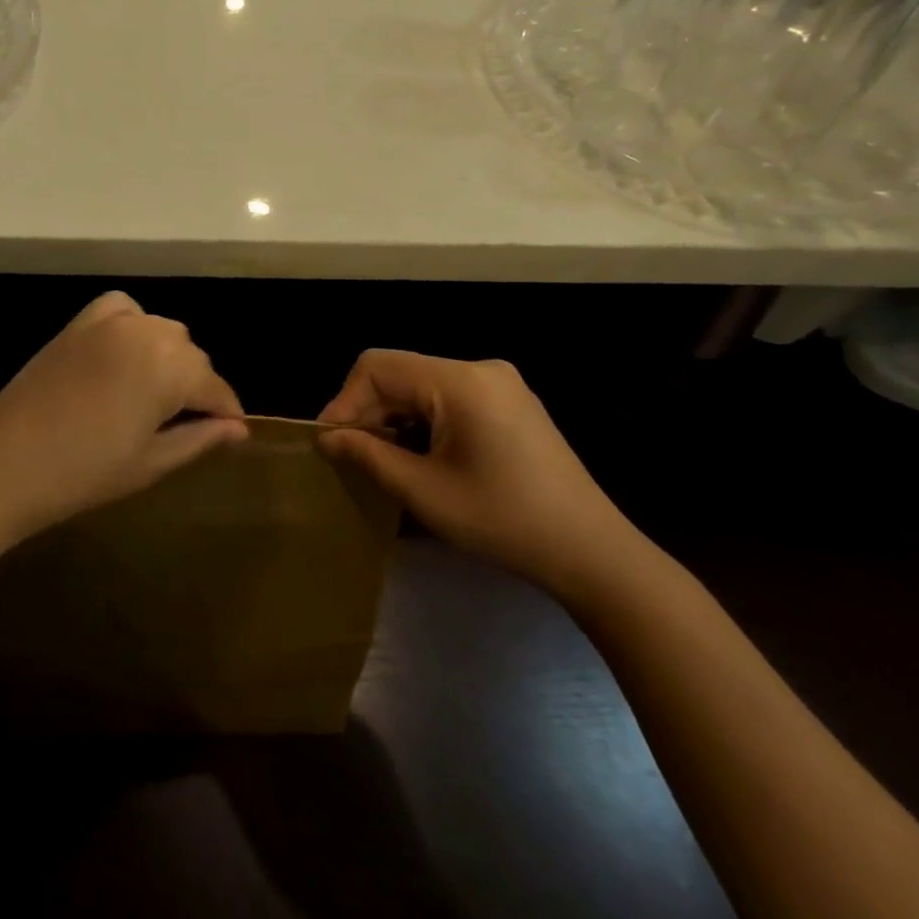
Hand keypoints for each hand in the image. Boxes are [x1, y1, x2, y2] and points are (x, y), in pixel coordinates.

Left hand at [0, 293, 247, 543]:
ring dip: (169, 357)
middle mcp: (146, 333)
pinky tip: (128, 352)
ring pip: (161, 331)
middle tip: (189, 423)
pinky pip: (122, 309)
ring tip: (158, 394)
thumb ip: (200, 438)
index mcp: (170, 367)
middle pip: (191, 354)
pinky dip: (135, 325)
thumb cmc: (84, 473)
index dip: (227, 411)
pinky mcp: (79, 324)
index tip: (233, 432)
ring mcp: (109, 323)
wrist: (4, 464)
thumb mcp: (151, 462)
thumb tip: (238, 429)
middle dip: (197, 386)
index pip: (214, 386)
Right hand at [317, 350, 634, 595]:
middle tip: (351, 456)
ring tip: (383, 460)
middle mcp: (480, 368)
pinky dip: (423, 420)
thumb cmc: (503, 520)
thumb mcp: (424, 491)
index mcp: (460, 380)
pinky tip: (421, 456)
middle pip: (400, 373)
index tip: (330, 443)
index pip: (378, 366)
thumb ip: (368, 455)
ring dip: (395, 417)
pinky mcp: (510, 402)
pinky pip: (449, 397)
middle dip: (369, 411)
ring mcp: (499, 383)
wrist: (591, 552)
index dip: (345, 400)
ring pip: (422, 385)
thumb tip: (326, 437)